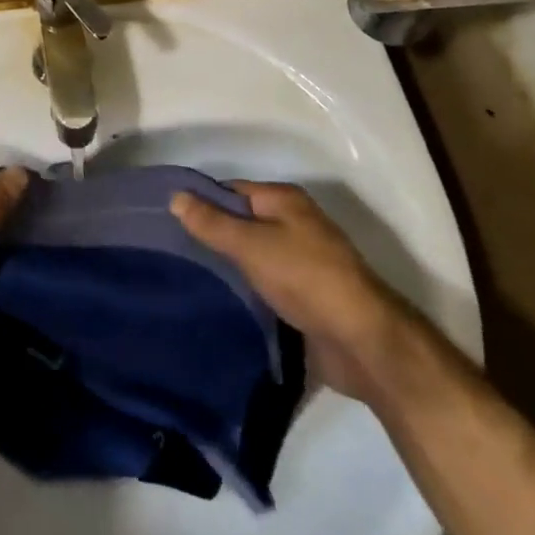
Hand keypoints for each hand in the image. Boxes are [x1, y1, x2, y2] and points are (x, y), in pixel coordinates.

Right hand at [172, 181, 407, 400]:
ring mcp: (304, 262)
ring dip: (231, 269)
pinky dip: (249, 292)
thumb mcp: (251, 245)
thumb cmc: (306, 278)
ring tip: (191, 280)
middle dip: (215, 238)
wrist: (364, 343)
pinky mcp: (307, 298)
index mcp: (285, 200)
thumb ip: (212, 223)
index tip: (171, 222)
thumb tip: (175, 196)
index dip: (203, 203)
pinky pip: (268, 286)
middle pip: (244, 224)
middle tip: (176, 254)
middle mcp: (296, 224)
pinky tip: (223, 304)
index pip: (232, 191)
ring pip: (255, 257)